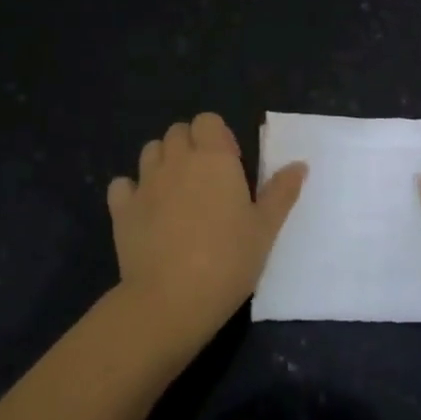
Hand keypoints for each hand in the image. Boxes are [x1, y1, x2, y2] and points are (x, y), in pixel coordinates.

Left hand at [107, 113, 306, 353]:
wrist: (171, 299)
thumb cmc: (228, 260)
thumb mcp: (266, 229)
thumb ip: (281, 192)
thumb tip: (299, 164)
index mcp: (214, 158)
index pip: (208, 120)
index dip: (218, 136)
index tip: (230, 166)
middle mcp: (176, 161)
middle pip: (177, 132)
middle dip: (190, 146)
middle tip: (206, 181)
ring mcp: (145, 183)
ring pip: (150, 152)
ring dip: (163, 163)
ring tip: (177, 194)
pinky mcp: (121, 209)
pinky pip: (122, 185)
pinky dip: (132, 191)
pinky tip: (145, 211)